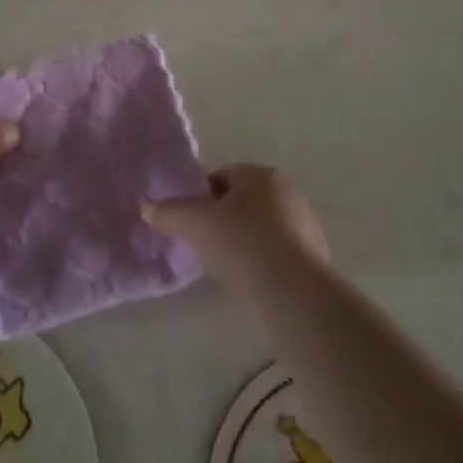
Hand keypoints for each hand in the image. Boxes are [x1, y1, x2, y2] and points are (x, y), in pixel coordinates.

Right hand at [142, 164, 327, 278]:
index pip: (221, 177)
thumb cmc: (239, 241)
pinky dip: (263, 260)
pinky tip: (252, 279)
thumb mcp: (192, 223)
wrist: (292, 289)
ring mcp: (306, 223)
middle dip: (222, 219)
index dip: (200, 198)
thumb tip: (145, 208)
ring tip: (227, 266)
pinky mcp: (316, 255)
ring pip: (262, 226)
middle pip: (242, 201)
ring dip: (244, 240)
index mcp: (259, 174)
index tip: (190, 222)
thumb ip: (167, 213)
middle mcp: (287, 190)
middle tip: (204, 243)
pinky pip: (279, 251)